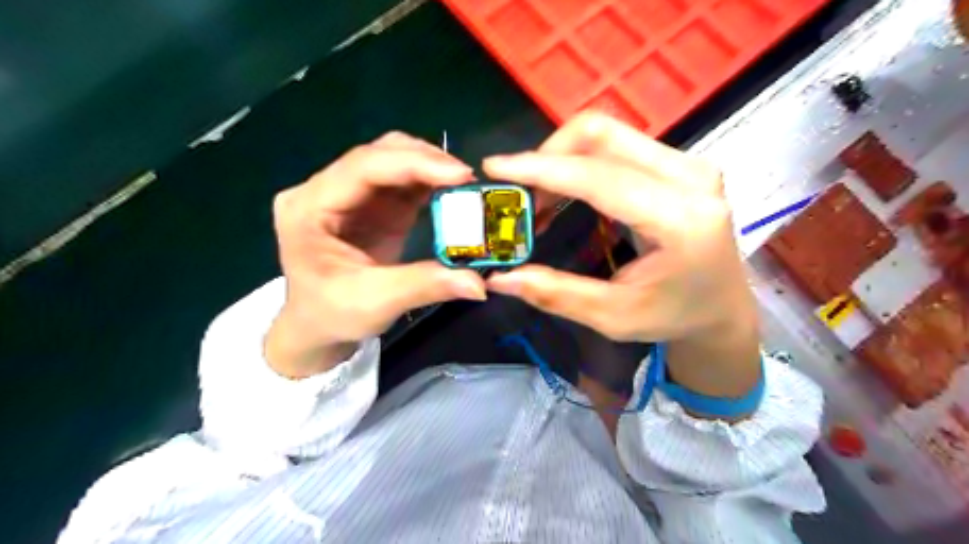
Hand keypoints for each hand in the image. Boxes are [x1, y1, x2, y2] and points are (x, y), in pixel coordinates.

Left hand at [263, 132, 483, 378]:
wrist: (317, 326)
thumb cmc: (332, 315)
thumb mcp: (375, 303)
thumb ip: (424, 286)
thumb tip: (479, 283)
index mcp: (308, 207)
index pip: (363, 167)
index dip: (413, 164)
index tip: (460, 173)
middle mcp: (324, 190)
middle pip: (378, 154)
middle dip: (425, 160)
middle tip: (467, 178)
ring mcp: (349, 194)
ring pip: (392, 160)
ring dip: (430, 167)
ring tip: (464, 184)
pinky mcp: (370, 204)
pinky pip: (402, 181)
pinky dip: (429, 182)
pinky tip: (451, 191)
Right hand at [482, 116, 755, 401]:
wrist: (721, 308)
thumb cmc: (673, 317)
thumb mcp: (612, 316)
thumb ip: (555, 293)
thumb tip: (499, 278)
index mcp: (681, 219)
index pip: (600, 177)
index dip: (542, 168)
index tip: (496, 168)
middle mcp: (691, 177)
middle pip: (603, 135)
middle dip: (548, 156)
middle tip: (518, 193)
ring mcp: (689, 164)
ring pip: (608, 134)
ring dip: (561, 159)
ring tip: (537, 198)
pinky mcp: (680, 163)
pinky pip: (618, 146)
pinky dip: (579, 162)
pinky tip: (563, 192)